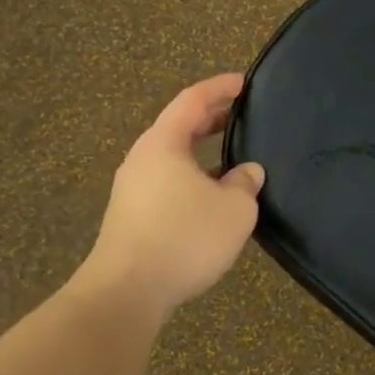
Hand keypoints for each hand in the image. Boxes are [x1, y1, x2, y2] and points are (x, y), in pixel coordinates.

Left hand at [82, 73, 265, 318]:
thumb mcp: (233, 209)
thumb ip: (245, 183)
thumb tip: (247, 172)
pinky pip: (166, 182)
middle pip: (178, 126)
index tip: (243, 82)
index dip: (219, 88)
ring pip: (171, 157)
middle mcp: (142, 159)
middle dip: (210, 118)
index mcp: (164, 144)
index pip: (192, 100)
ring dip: (200, 152)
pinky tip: (210, 198)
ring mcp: (132, 188)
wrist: (127, 291)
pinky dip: (191, 177)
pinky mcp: (131, 216)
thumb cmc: (184, 238)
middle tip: (240, 115)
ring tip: (231, 158)